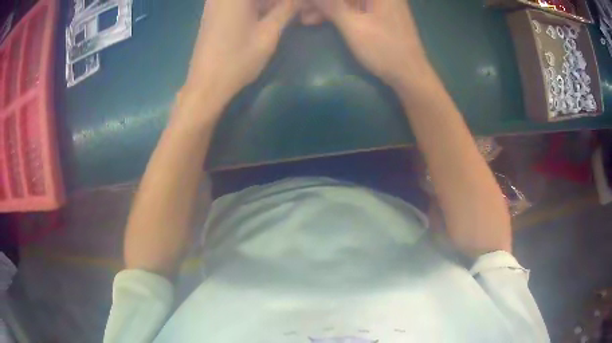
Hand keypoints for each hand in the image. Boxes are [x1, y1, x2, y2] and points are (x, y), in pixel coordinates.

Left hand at [184, 0, 296, 99]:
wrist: (206, 85)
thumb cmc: (238, 59)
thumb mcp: (269, 33)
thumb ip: (287, 9)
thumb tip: (299, 0)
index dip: (284, 1)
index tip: (296, 7)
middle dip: (276, 2)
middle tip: (292, 10)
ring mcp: (215, 2)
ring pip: (249, 0)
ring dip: (266, 4)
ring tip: (283, 13)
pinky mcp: (213, 12)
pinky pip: (238, 3)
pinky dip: (254, 7)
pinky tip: (266, 15)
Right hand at [312, 0, 431, 88]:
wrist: (409, 74)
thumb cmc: (384, 49)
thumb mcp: (353, 26)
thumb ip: (331, 5)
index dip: (321, 0)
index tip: (303, 5)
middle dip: (323, 2)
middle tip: (301, 11)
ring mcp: (381, 2)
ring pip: (348, 0)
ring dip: (327, 7)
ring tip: (306, 19)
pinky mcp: (379, 11)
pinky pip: (354, 6)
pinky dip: (338, 12)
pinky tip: (321, 19)